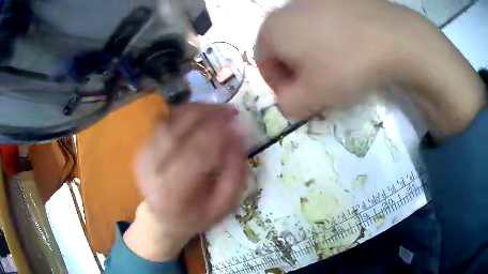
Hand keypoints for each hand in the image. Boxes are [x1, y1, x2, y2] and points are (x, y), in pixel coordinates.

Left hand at [124, 104, 247, 260]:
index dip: (217, 132)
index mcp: (174, 191)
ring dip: (196, 109)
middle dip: (207, 114)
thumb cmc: (195, 216)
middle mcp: (153, 169)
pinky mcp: (142, 148)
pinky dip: (183, 113)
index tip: (235, 121)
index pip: (195, 153)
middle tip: (229, 109)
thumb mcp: (223, 205)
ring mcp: (144, 156)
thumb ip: (234, 174)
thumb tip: (237, 136)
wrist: (163, 218)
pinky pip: (164, 122)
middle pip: (178, 129)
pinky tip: (199, 115)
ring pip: (170, 120)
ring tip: (217, 109)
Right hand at [255, 0, 484, 138]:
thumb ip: (288, 105)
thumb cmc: (346, 65)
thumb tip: (287, 102)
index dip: (279, 85)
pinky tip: (349, 47)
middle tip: (319, 85)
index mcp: (272, 30)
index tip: (300, 98)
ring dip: (313, 53)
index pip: (263, 64)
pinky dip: (330, 38)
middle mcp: (287, 9)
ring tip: (336, 66)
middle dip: (296, 70)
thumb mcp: (312, 97)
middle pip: (283, 46)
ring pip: (304, 33)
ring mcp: (312, 0)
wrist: (391, 35)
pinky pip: (323, 22)